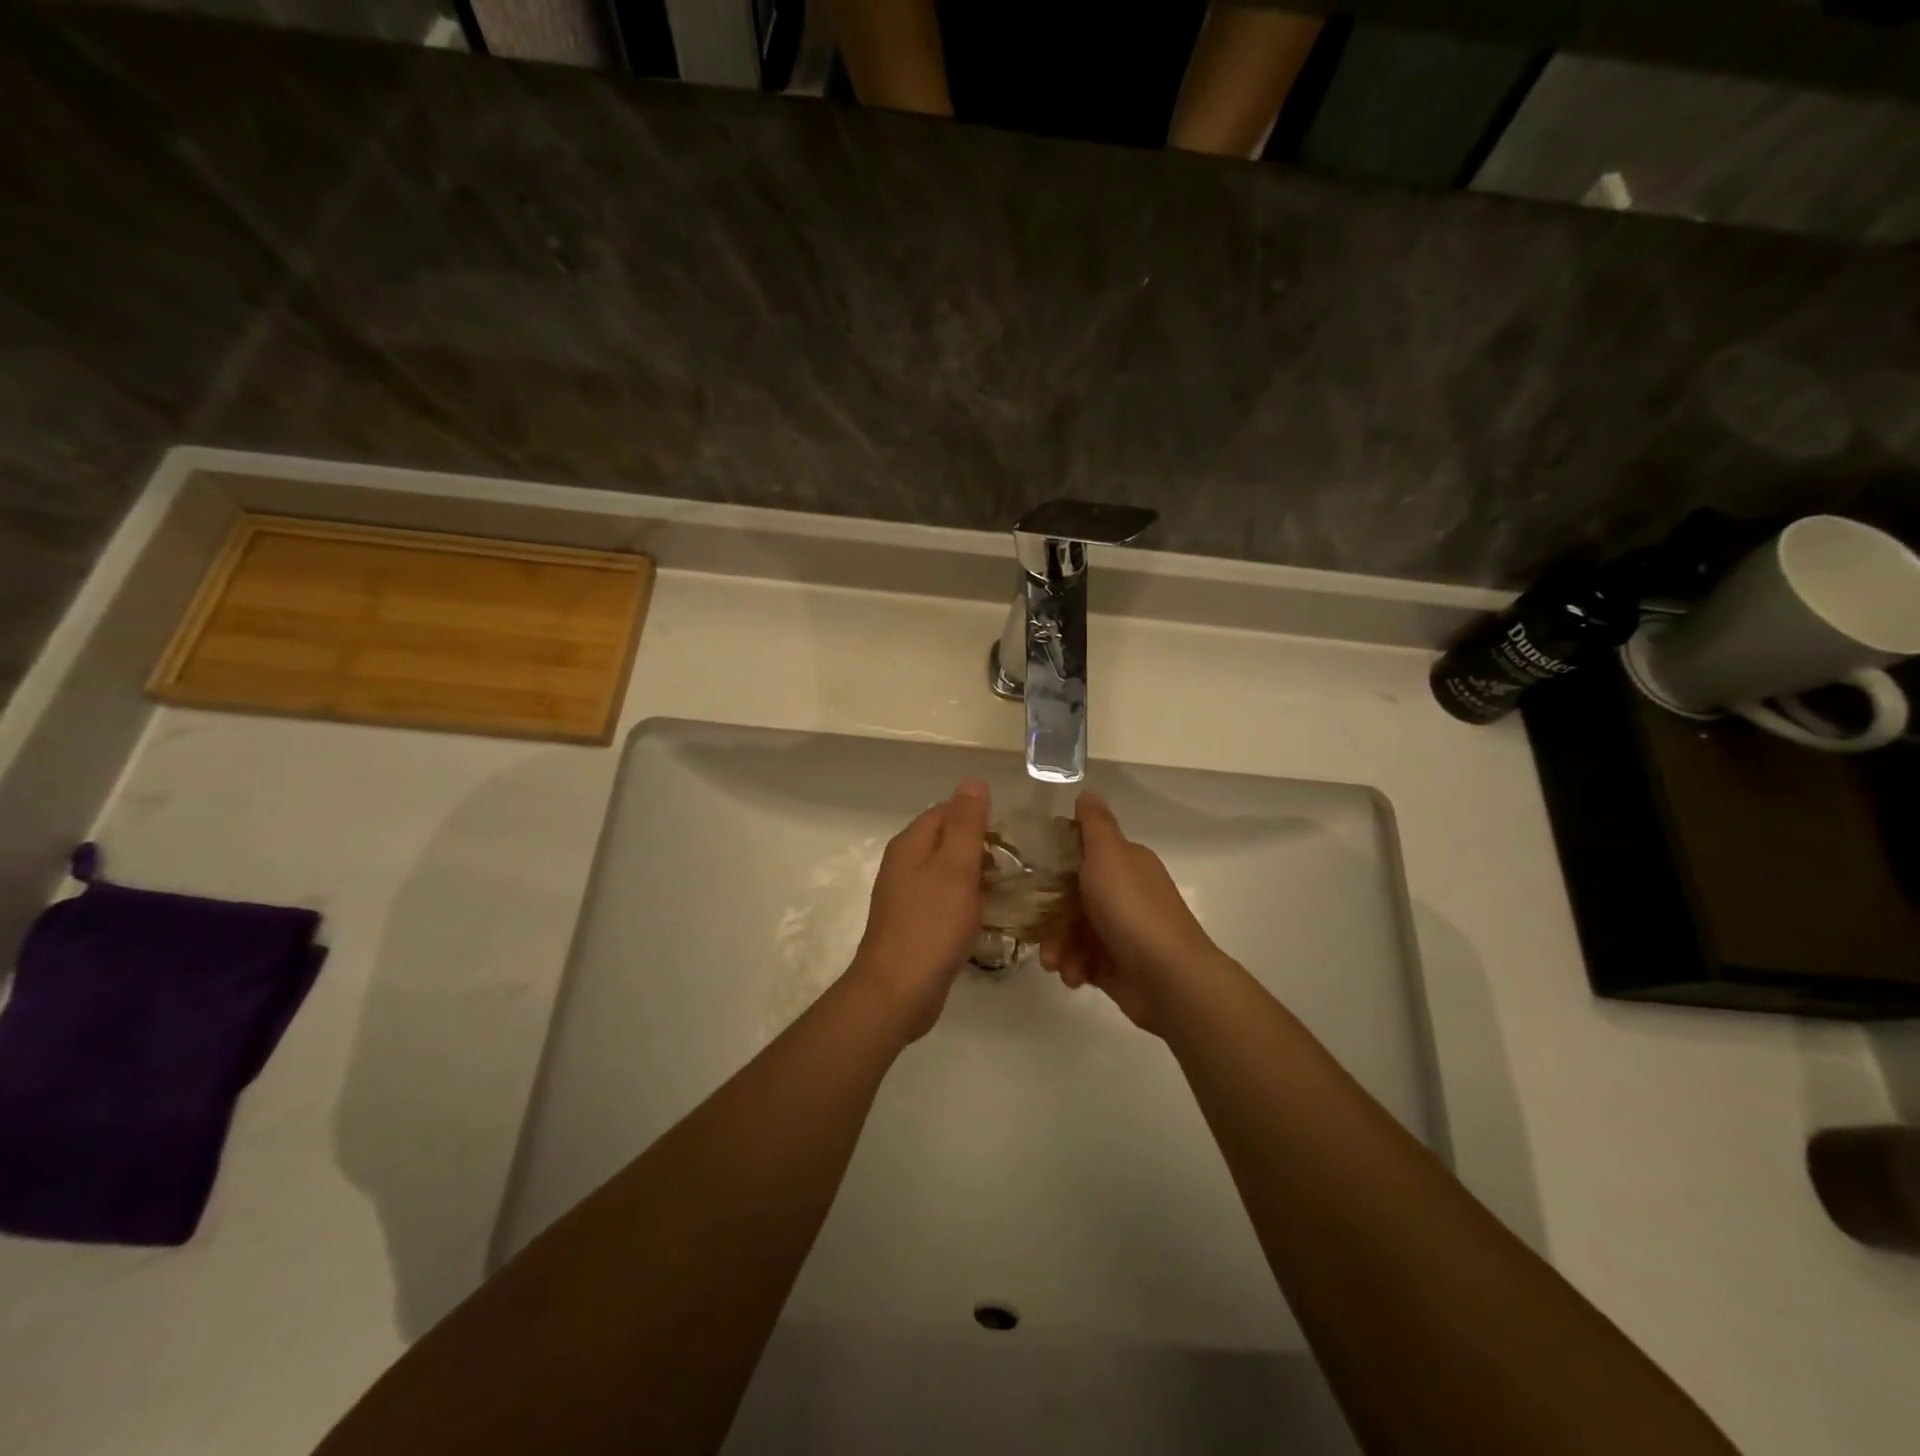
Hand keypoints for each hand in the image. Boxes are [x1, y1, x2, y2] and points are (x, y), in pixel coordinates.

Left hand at [846, 780, 989, 1041]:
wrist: (897, 991)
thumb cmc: (931, 925)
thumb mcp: (955, 867)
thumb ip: (966, 824)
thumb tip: (972, 781)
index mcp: (911, 843)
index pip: (947, 810)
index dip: (979, 817)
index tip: (1013, 836)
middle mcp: (903, 863)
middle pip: (946, 840)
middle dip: (980, 847)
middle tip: (1016, 865)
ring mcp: (906, 895)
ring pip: (946, 871)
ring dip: (975, 876)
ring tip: (1007, 889)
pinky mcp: (913, 923)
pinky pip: (943, 899)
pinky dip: (964, 901)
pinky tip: (985, 916)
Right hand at [1038, 790, 1225, 1033]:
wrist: (1168, 977)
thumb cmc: (1132, 909)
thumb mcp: (1109, 855)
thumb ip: (1095, 824)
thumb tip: (1089, 791)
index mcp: (1124, 862)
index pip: (1082, 851)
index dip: (1054, 860)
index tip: (1029, 872)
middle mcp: (1123, 892)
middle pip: (1071, 896)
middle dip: (1050, 914)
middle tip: (1036, 929)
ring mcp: (1120, 930)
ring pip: (1073, 931)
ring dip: (1058, 946)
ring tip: (1056, 963)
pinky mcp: (1115, 964)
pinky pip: (1082, 960)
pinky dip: (1074, 967)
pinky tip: (1074, 976)